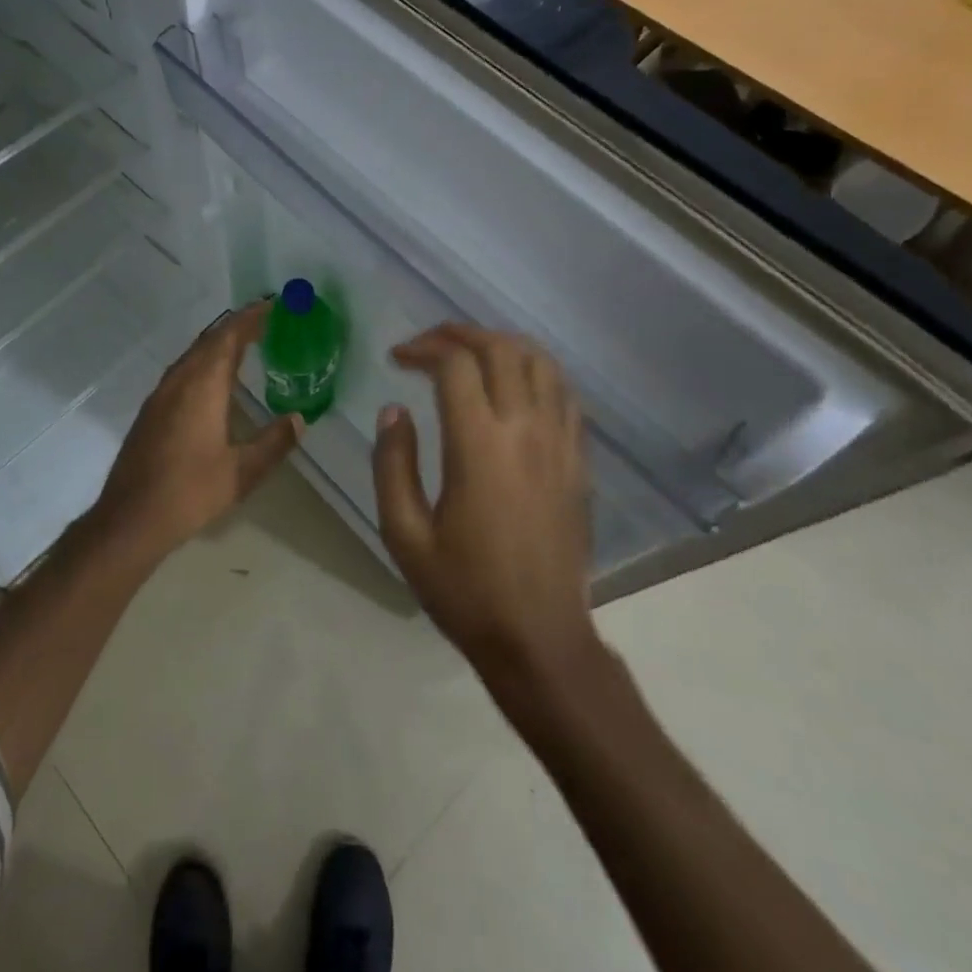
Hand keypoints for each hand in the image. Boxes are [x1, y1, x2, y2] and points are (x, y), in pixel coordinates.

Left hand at [94, 300, 301, 559]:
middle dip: (236, 326)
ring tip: (245, 343)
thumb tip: (299, 419)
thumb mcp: (241, 472)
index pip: (228, 338)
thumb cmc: (189, 492)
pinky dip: (204, 362)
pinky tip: (213, 380)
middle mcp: (179, 382)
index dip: (250, 318)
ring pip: (192, 355)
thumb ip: (273, 442)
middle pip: (209, 341)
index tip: (272, 305)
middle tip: (265, 320)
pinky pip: (182, 371)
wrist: (130, 519)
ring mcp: (160, 396)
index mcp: (202, 387)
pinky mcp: (151, 411)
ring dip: (218, 344)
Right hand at [373, 324, 595, 680]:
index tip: (397, 358)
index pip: (456, 365)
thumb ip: (392, 465)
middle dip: (460, 333)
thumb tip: (394, 410)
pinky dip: (535, 371)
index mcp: (478, 446)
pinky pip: (564, 394)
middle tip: (428, 345)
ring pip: (540, 362)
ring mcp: (560, 442)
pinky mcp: (579, 460)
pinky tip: (513, 386)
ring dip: (501, 344)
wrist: (539, 637)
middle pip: (500, 349)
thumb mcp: (404, 534)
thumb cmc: (464, 589)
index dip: (423, 348)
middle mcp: (525, 430)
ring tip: (469, 354)